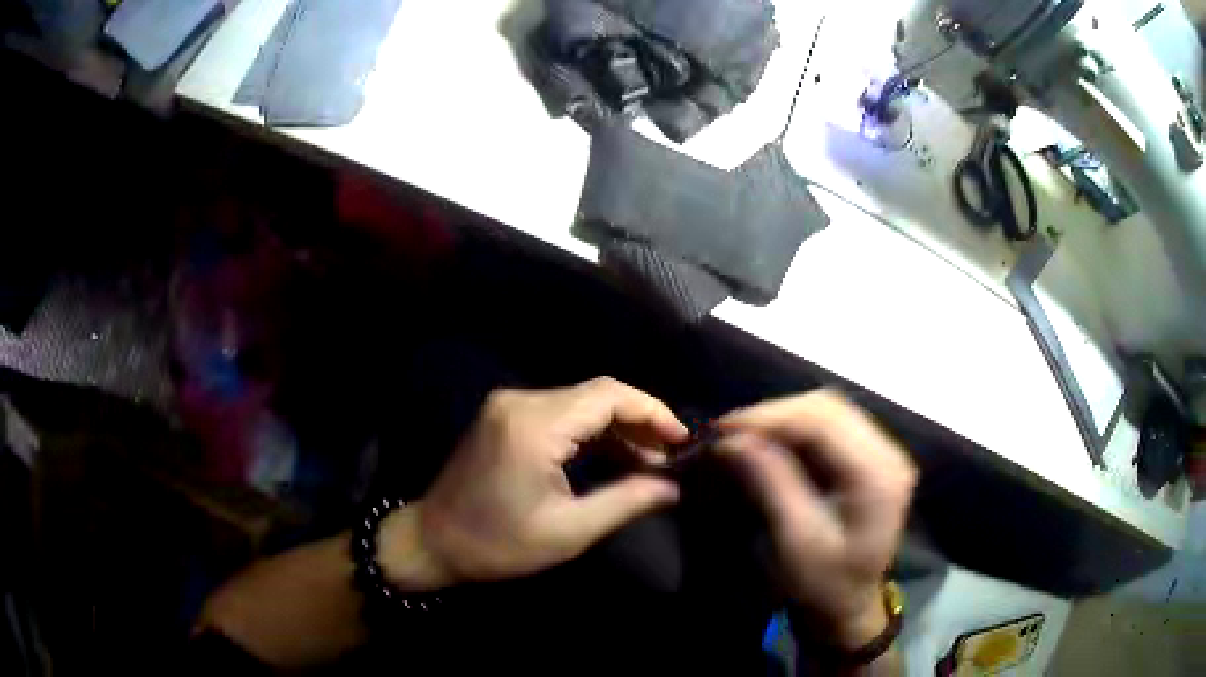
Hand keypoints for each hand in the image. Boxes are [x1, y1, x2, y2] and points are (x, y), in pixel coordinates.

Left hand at [378, 377, 688, 591]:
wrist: (433, 542)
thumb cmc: (498, 544)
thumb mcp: (569, 531)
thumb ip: (626, 501)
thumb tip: (674, 487)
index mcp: (534, 425)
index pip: (608, 395)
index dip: (652, 412)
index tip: (682, 440)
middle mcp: (521, 402)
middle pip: (596, 394)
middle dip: (639, 420)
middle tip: (670, 455)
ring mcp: (510, 406)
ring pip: (580, 402)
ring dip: (617, 428)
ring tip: (649, 461)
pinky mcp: (506, 417)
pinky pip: (560, 414)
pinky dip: (591, 433)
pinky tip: (614, 458)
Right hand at [717, 391, 916, 649]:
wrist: (849, 606)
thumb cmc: (823, 584)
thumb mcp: (795, 541)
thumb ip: (771, 483)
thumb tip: (734, 440)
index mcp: (878, 475)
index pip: (824, 422)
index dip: (772, 417)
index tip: (724, 429)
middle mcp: (888, 453)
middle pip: (828, 408)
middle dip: (775, 414)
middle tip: (730, 432)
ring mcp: (882, 453)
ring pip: (828, 411)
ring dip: (783, 419)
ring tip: (745, 436)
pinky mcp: (870, 458)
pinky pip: (829, 427)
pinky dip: (795, 429)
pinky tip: (770, 443)